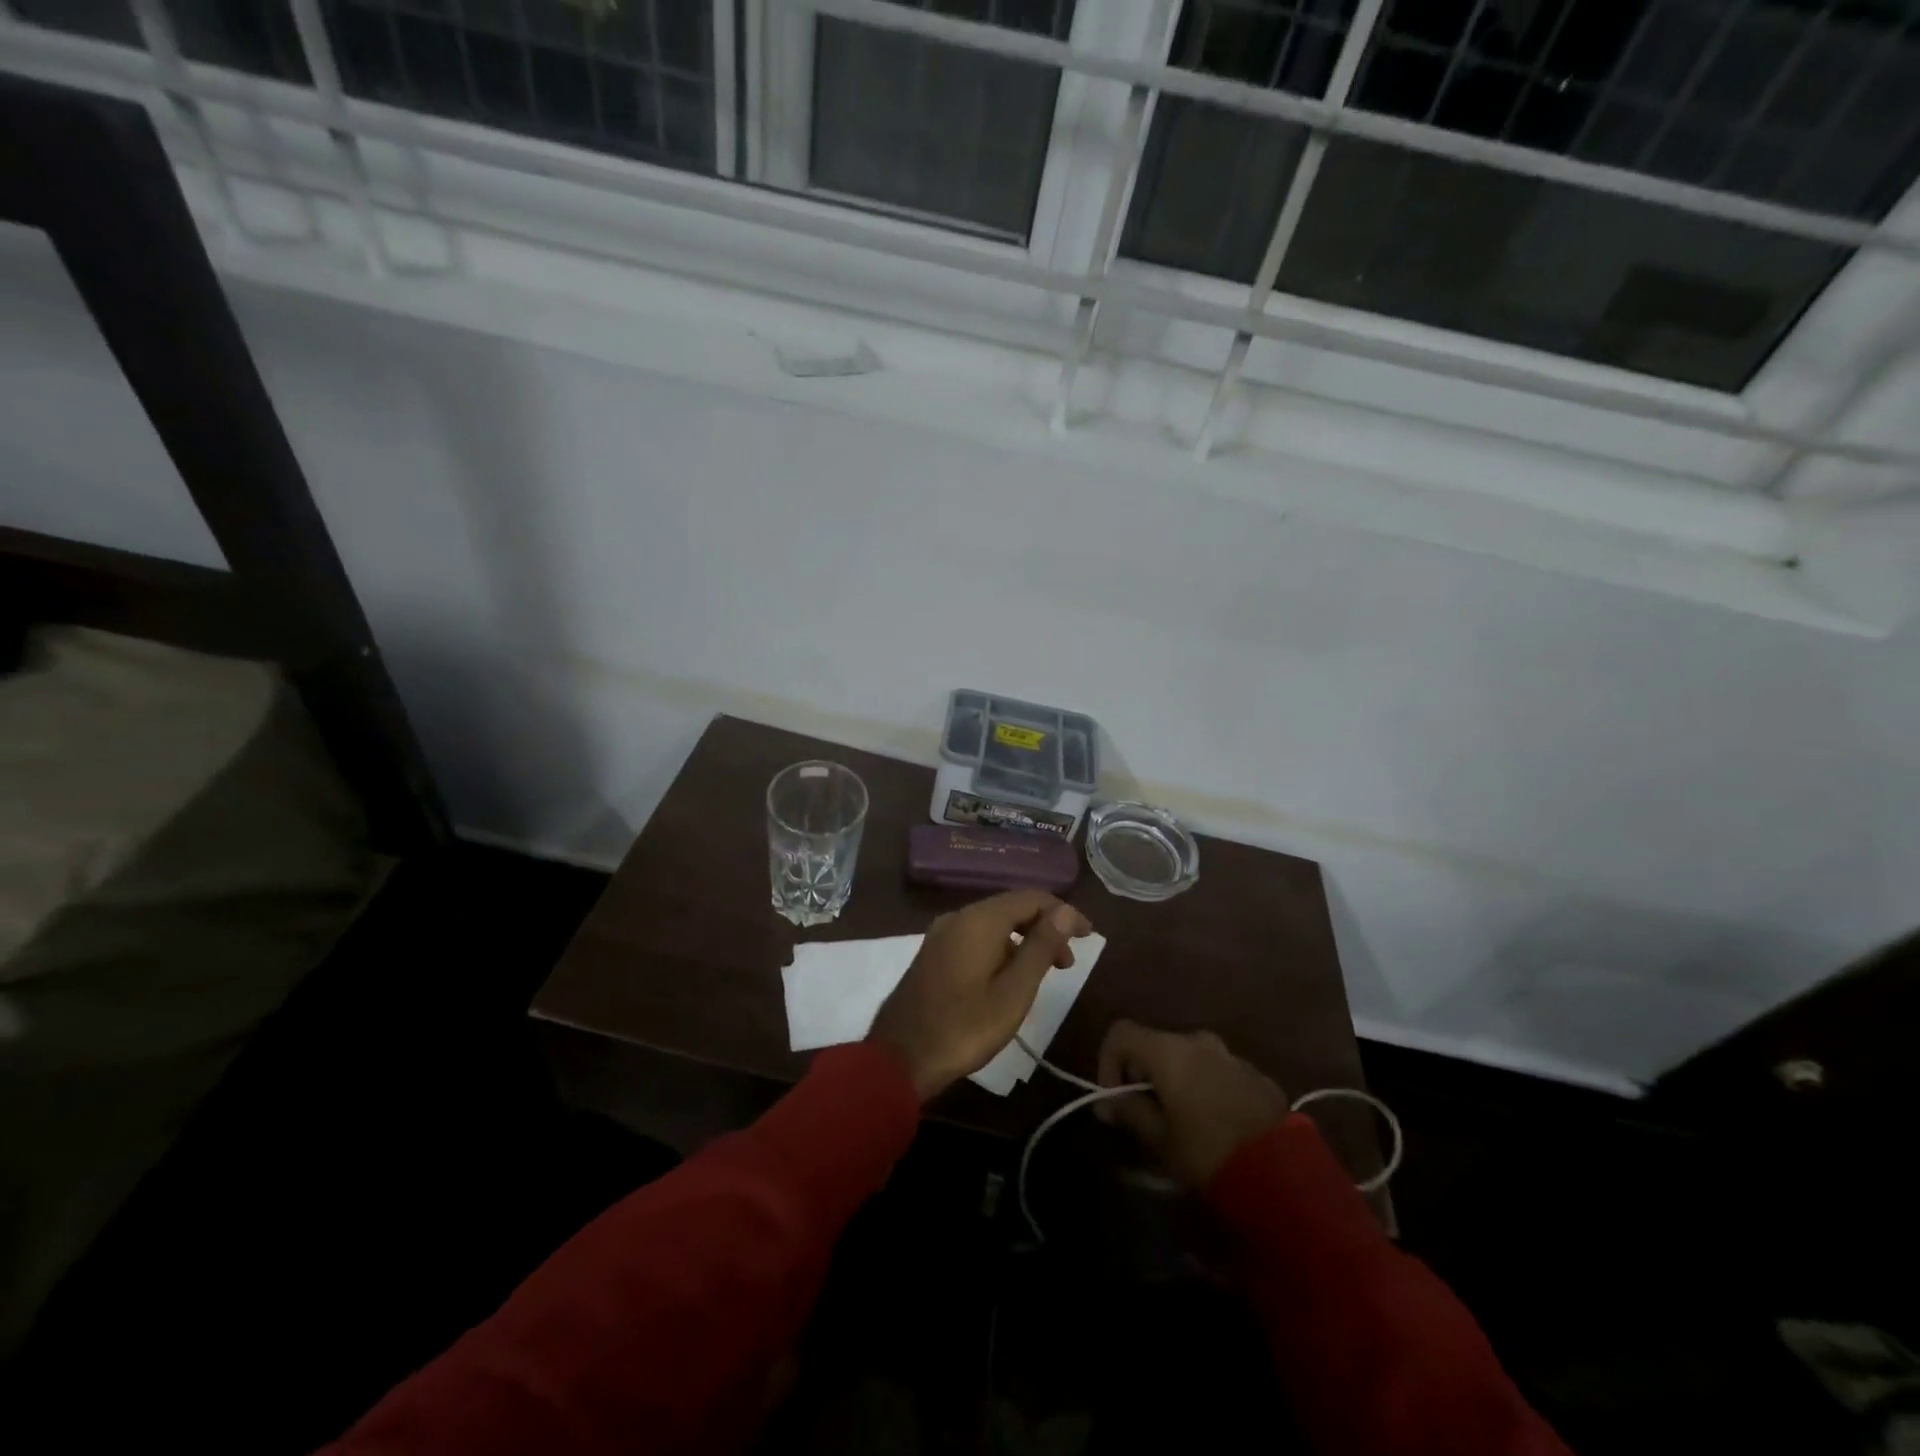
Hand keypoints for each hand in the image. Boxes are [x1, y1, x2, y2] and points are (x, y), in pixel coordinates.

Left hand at [867, 891, 1092, 1101]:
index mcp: (978, 920)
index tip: (1088, 936)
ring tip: (1044, 973)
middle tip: (1067, 963)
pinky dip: (1001, 948)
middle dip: (1044, 927)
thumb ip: (1041, 947)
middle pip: (1011, 907)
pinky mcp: (934, 952)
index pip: (1031, 898)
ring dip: (1023, 940)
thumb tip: (1066, 911)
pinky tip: (1009, 976)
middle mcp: (958, 917)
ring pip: (993, 923)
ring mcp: (941, 934)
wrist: (900, 1058)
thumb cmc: (964, 1027)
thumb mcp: (1014, 992)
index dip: (1063, 912)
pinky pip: (976, 937)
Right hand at [1096, 1021, 1289, 1188]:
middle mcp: (1198, 1041)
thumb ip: (1129, 1113)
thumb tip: (1106, 1103)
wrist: (1285, 1173)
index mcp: (1169, 1050)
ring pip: (1188, 1058)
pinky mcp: (1256, 1074)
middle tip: (1146, 1114)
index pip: (1121, 1033)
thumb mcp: (1160, 1139)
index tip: (1115, 1097)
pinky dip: (1205, 1087)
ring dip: (1176, 1081)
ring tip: (1182, 1123)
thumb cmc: (1209, 1152)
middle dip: (1144, 1075)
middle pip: (1156, 1045)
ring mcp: (1231, 1055)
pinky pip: (1217, 1071)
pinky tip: (1215, 1125)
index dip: (1108, 1060)